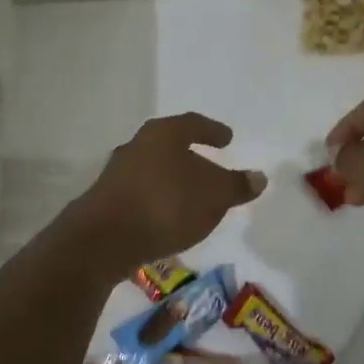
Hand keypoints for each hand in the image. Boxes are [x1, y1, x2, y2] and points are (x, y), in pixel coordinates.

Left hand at [68, 112, 266, 270]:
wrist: (105, 239)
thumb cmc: (166, 204)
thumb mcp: (214, 195)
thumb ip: (237, 185)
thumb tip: (258, 177)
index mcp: (163, 134)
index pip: (193, 124)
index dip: (212, 131)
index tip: (227, 138)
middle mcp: (137, 146)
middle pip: (170, 146)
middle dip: (191, 157)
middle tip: (210, 167)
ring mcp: (117, 174)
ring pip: (154, 171)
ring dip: (173, 181)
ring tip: (192, 197)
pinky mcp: (106, 202)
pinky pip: (142, 195)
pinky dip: (158, 201)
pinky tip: (169, 218)